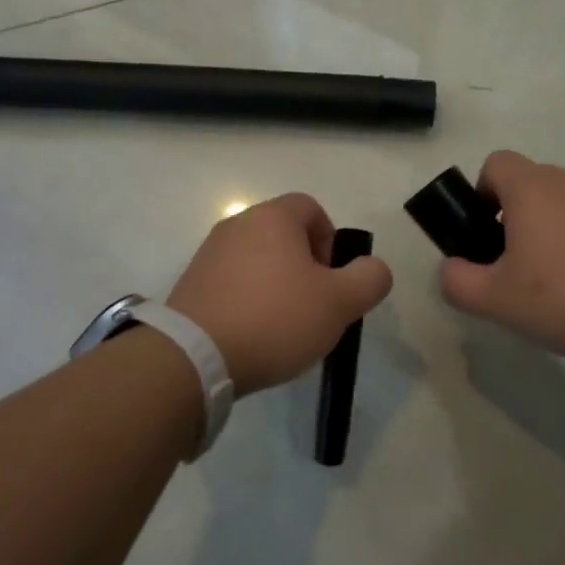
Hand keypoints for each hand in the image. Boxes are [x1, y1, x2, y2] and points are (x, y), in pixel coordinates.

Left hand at [168, 193, 392, 394]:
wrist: (196, 355)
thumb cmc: (276, 318)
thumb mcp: (340, 302)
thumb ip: (369, 279)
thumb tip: (373, 268)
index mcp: (273, 217)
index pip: (312, 209)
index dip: (330, 241)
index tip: (331, 279)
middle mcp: (237, 225)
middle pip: (283, 235)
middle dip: (305, 267)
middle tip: (313, 306)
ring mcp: (208, 254)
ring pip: (257, 260)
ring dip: (276, 285)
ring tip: (282, 327)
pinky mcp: (190, 284)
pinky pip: (231, 283)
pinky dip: (248, 301)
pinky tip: (252, 335)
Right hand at [440, 151, 564, 362]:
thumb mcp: (497, 300)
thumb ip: (458, 281)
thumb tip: (452, 268)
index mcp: (532, 187)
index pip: (494, 165)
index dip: (482, 195)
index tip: (486, 236)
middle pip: (529, 188)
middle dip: (515, 223)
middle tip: (518, 272)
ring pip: (564, 207)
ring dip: (553, 235)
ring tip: (560, 288)